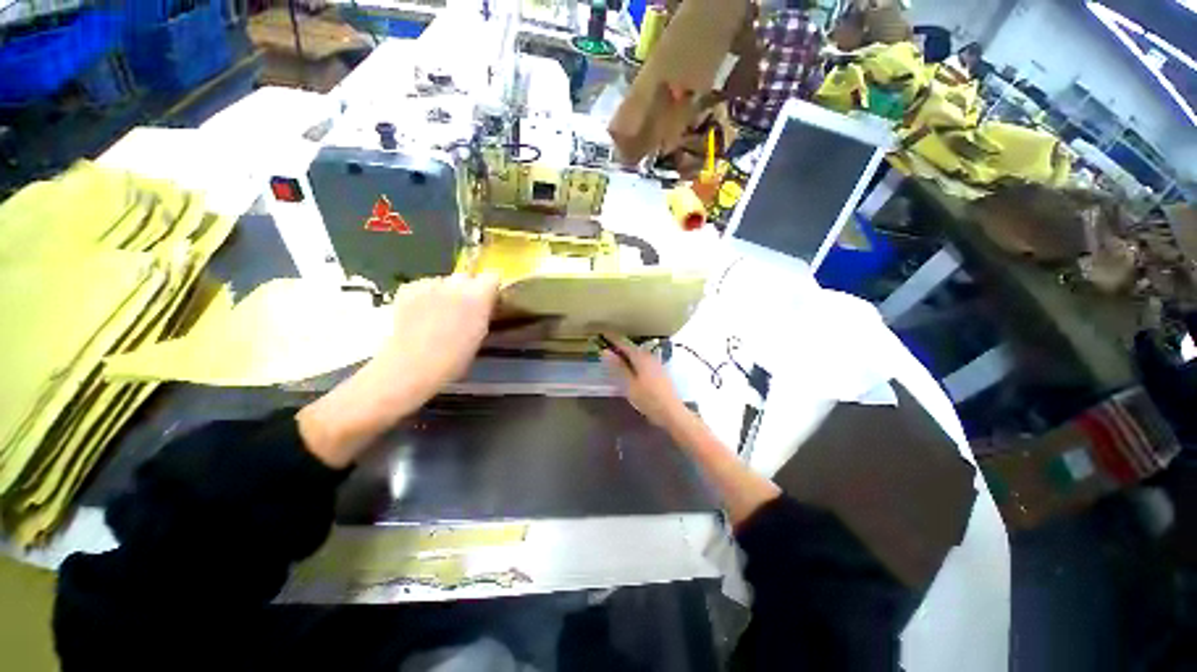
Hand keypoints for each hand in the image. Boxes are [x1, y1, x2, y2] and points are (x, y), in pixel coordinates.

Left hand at [368, 273, 499, 405]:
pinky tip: (419, 314)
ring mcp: (429, 284)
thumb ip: (483, 314)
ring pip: (443, 281)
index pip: (492, 277)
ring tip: (437, 314)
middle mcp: (455, 284)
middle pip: (466, 277)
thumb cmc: (453, 359)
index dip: (490, 288)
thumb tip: (484, 306)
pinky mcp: (407, 289)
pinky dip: (423, 296)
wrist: (410, 366)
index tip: (489, 301)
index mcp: (478, 296)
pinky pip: (422, 286)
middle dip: (467, 289)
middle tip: (463, 309)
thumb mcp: (479, 335)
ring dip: (444, 292)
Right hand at [600, 334, 687, 429]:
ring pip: (639, 354)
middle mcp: (649, 356)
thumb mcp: (629, 385)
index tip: (603, 332)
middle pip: (632, 347)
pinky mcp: (660, 371)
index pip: (624, 344)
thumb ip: (618, 367)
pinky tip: (630, 366)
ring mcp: (656, 363)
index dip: (613, 338)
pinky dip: (634, 359)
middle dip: (620, 345)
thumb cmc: (648, 399)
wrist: (672, 412)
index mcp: (641, 357)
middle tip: (607, 344)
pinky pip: (643, 359)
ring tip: (616, 355)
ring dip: (627, 353)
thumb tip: (605, 351)